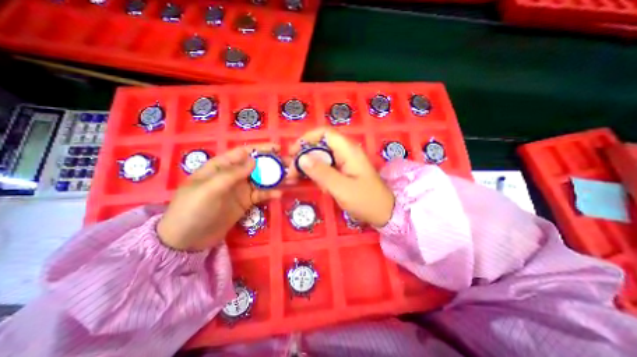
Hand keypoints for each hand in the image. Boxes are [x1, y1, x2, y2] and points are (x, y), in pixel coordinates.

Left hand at [156, 145, 280, 250]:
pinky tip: (279, 194)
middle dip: (273, 163)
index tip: (278, 148)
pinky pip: (261, 195)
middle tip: (290, 164)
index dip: (260, 149)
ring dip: (276, 178)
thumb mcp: (209, 189)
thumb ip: (232, 174)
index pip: (243, 152)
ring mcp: (241, 189)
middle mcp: (233, 175)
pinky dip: (270, 193)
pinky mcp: (246, 202)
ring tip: (291, 178)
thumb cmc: (192, 209)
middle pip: (256, 165)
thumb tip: (254, 160)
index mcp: (221, 166)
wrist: (187, 240)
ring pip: (262, 179)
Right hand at [288, 128, 392, 226]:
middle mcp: (346, 152)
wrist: (384, 212)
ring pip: (322, 156)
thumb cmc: (366, 200)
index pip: (325, 133)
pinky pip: (326, 166)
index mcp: (348, 151)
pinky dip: (315, 172)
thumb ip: (321, 172)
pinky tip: (308, 181)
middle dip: (304, 155)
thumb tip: (302, 158)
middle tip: (291, 170)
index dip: (307, 138)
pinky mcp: (344, 171)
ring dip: (308, 165)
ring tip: (294, 177)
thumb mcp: (341, 188)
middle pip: (321, 145)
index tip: (293, 152)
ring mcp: (345, 162)